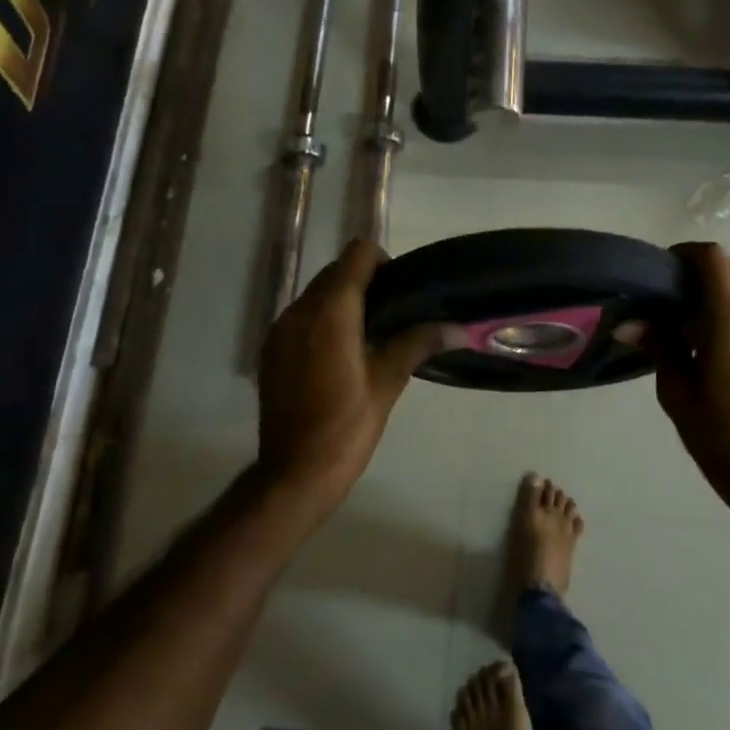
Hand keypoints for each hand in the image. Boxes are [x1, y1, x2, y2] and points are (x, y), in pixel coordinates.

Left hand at [258, 240, 449, 512]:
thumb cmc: (346, 428)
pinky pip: (300, 317)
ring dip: (342, 302)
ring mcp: (279, 330)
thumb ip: (418, 343)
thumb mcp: (387, 383)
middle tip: (392, 317)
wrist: (294, 474)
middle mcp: (299, 311)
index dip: (382, 263)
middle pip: (335, 272)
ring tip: (368, 337)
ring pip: (316, 294)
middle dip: (364, 283)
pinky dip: (322, 321)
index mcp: (331, 313)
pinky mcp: (270, 350)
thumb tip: (458, 327)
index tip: (401, 291)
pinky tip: (339, 356)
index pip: (357, 255)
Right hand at [652, 243, 729, 507]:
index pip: (711, 259)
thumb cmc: (720, 438)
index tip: (659, 272)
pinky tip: (707, 350)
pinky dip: (727, 315)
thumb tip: (629, 323)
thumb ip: (658, 347)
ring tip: (681, 329)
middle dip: (695, 274)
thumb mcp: (677, 393)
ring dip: (711, 297)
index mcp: (729, 323)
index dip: (683, 254)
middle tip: (664, 299)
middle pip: (728, 270)